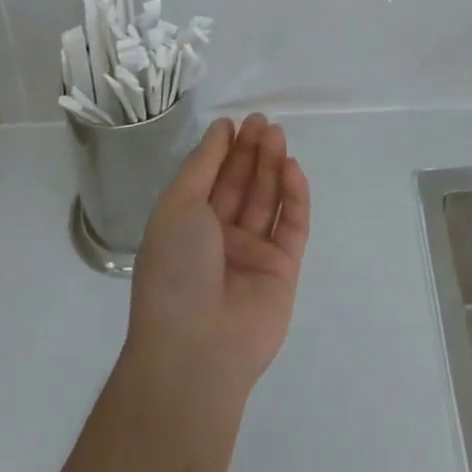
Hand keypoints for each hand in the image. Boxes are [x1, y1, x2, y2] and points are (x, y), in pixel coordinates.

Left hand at [125, 114, 310, 400]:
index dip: (224, 149)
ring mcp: (253, 253)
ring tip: (277, 134)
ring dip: (273, 165)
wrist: (196, 349)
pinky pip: (292, 224)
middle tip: (263, 122)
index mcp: (188, 226)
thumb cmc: (176, 270)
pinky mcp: (283, 268)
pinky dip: (295, 195)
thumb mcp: (177, 206)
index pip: (211, 178)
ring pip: (268, 199)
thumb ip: (202, 165)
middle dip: (252, 152)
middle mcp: (220, 238)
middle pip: (242, 184)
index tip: (236, 122)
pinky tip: (292, 167)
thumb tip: (221, 128)